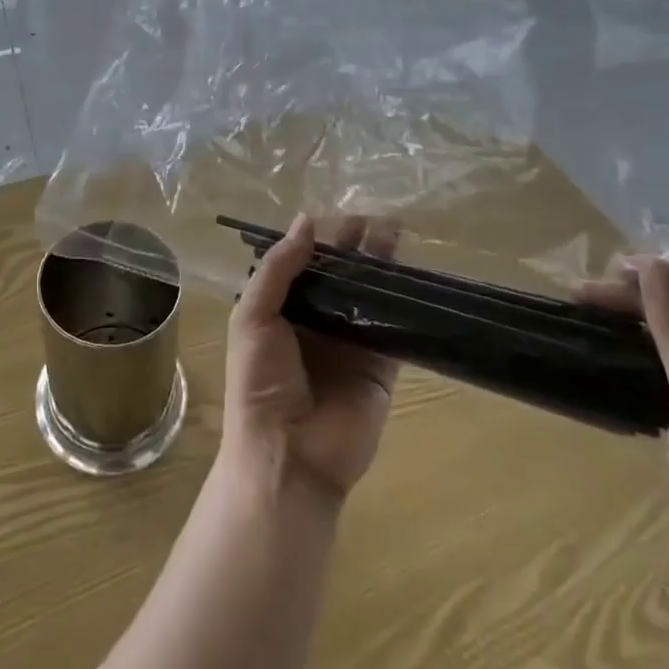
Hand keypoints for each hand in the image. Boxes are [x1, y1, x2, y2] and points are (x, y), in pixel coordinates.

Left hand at [222, 214, 399, 504]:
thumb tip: (306, 221)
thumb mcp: (252, 317)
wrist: (288, 456)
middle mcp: (317, 321)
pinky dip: (405, 304)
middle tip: (377, 216)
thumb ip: (278, 269)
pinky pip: (396, 328)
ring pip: (370, 295)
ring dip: (383, 266)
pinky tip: (416, 276)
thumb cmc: (259, 383)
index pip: (305, 263)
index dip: (322, 238)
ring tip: (398, 232)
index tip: (343, 212)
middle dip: (356, 245)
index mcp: (282, 308)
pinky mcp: (382, 367)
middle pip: (341, 274)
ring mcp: (352, 343)